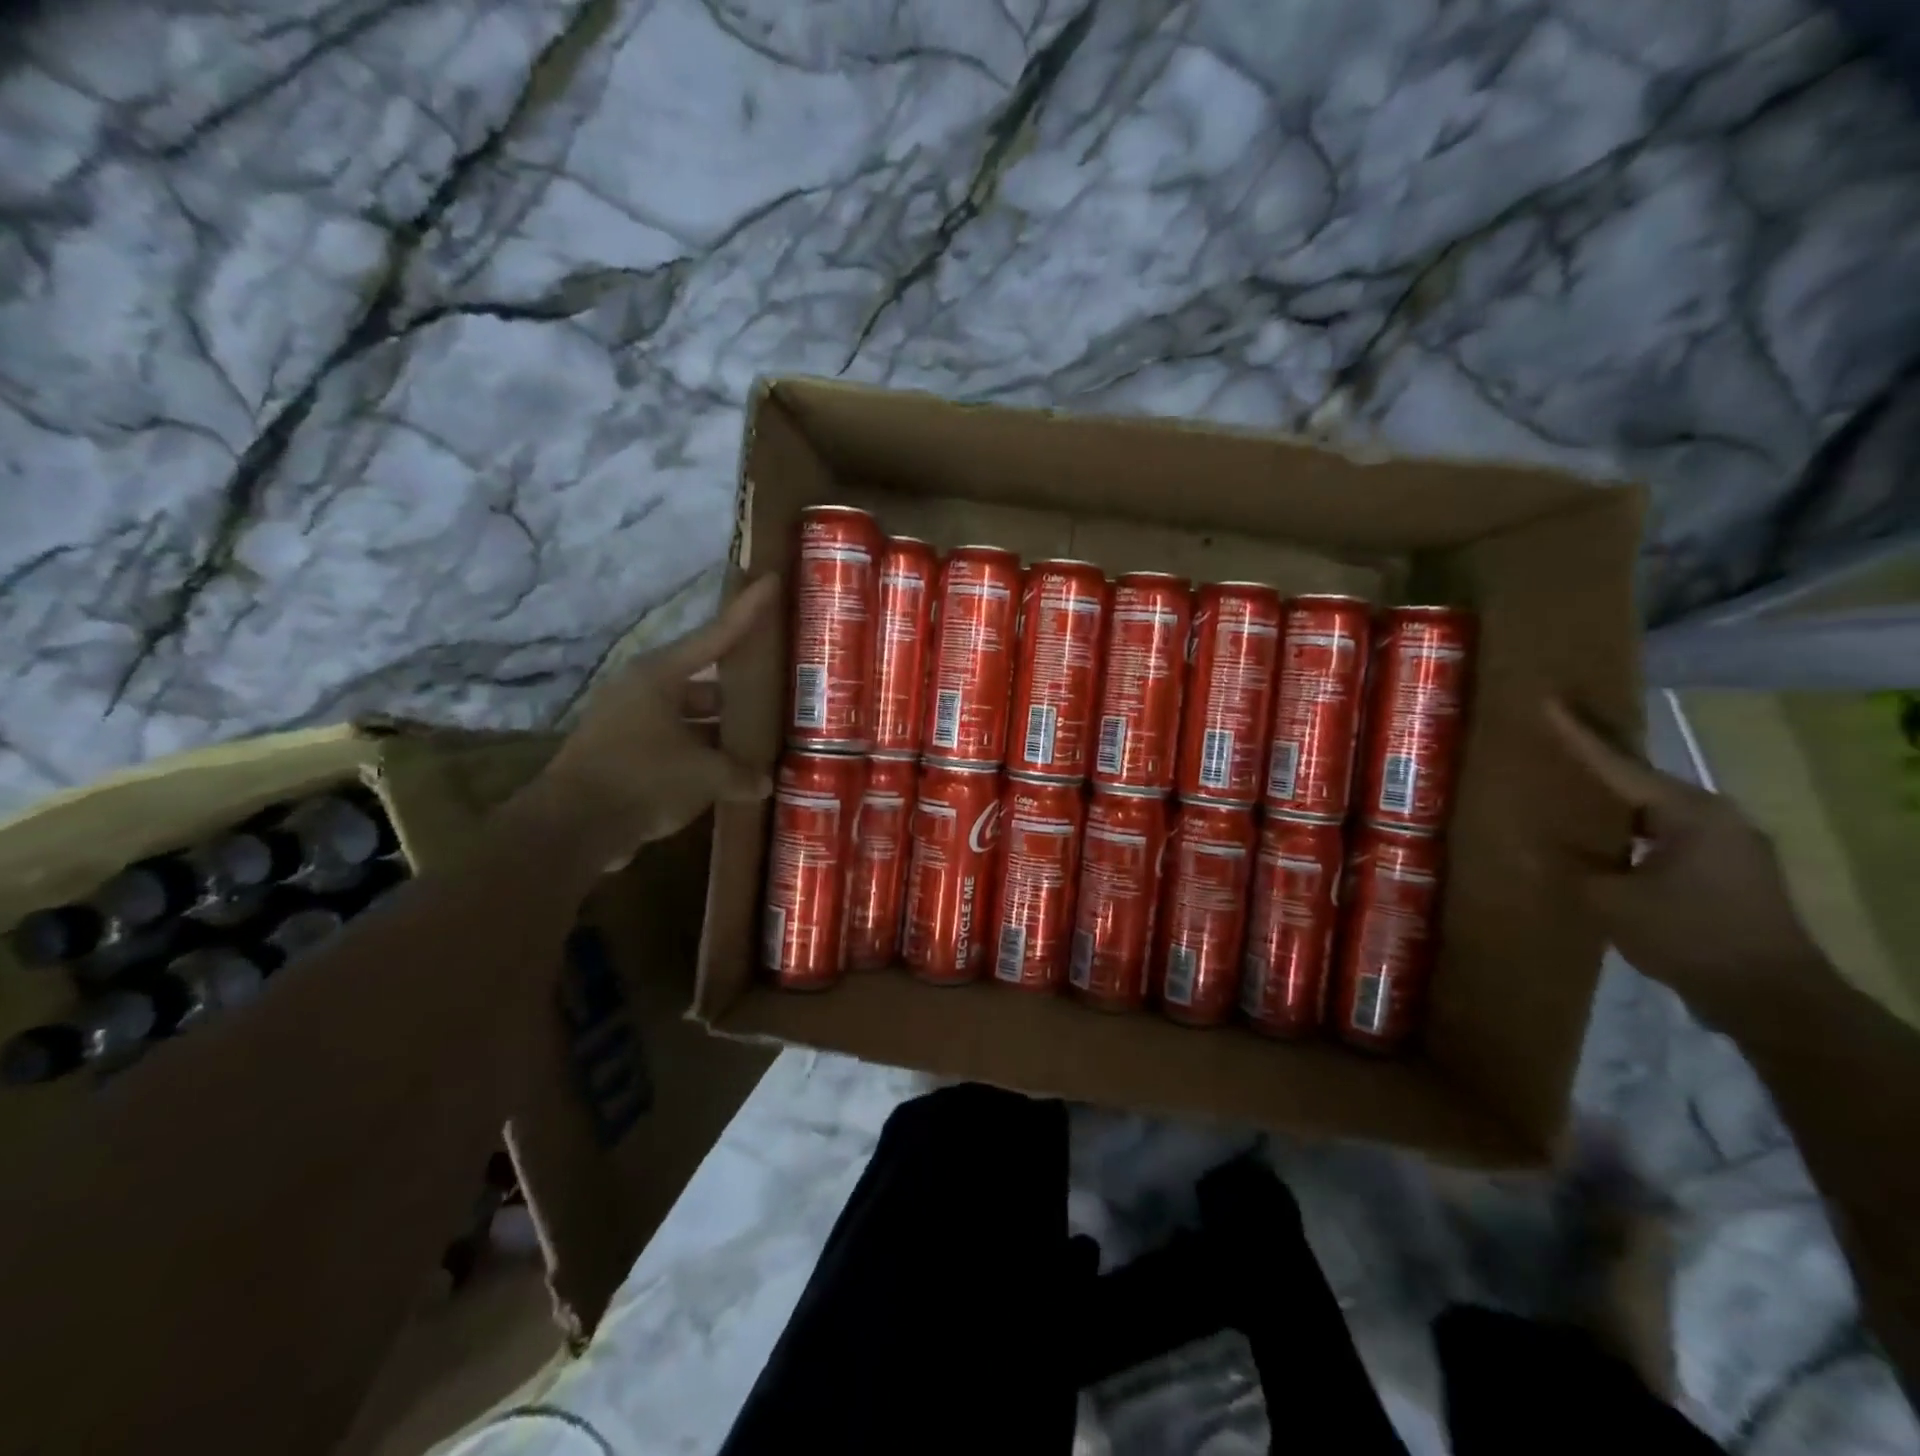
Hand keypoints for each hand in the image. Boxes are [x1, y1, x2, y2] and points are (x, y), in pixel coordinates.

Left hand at [532, 575, 780, 868]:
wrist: (572, 827)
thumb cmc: (642, 779)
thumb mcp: (704, 774)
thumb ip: (741, 773)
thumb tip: (765, 782)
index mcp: (660, 675)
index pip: (716, 634)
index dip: (747, 611)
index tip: (770, 581)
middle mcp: (643, 690)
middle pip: (704, 680)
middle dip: (738, 689)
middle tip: (775, 689)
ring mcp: (629, 721)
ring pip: (690, 715)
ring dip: (720, 727)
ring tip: (759, 737)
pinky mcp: (623, 752)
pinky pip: (674, 743)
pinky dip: (700, 753)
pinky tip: (729, 772)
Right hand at [1544, 700, 1825, 1021]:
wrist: (1773, 998)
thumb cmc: (1688, 935)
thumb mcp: (1610, 899)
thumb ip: (1573, 864)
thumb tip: (1536, 843)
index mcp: (1689, 812)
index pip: (1618, 764)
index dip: (1577, 734)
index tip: (1549, 701)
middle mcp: (1717, 817)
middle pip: (1642, 780)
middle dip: (1599, 762)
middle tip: (1556, 739)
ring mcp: (1732, 844)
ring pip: (1657, 810)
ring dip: (1616, 802)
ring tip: (1573, 790)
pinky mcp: (1733, 871)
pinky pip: (1670, 834)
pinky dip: (1634, 830)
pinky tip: (1607, 840)